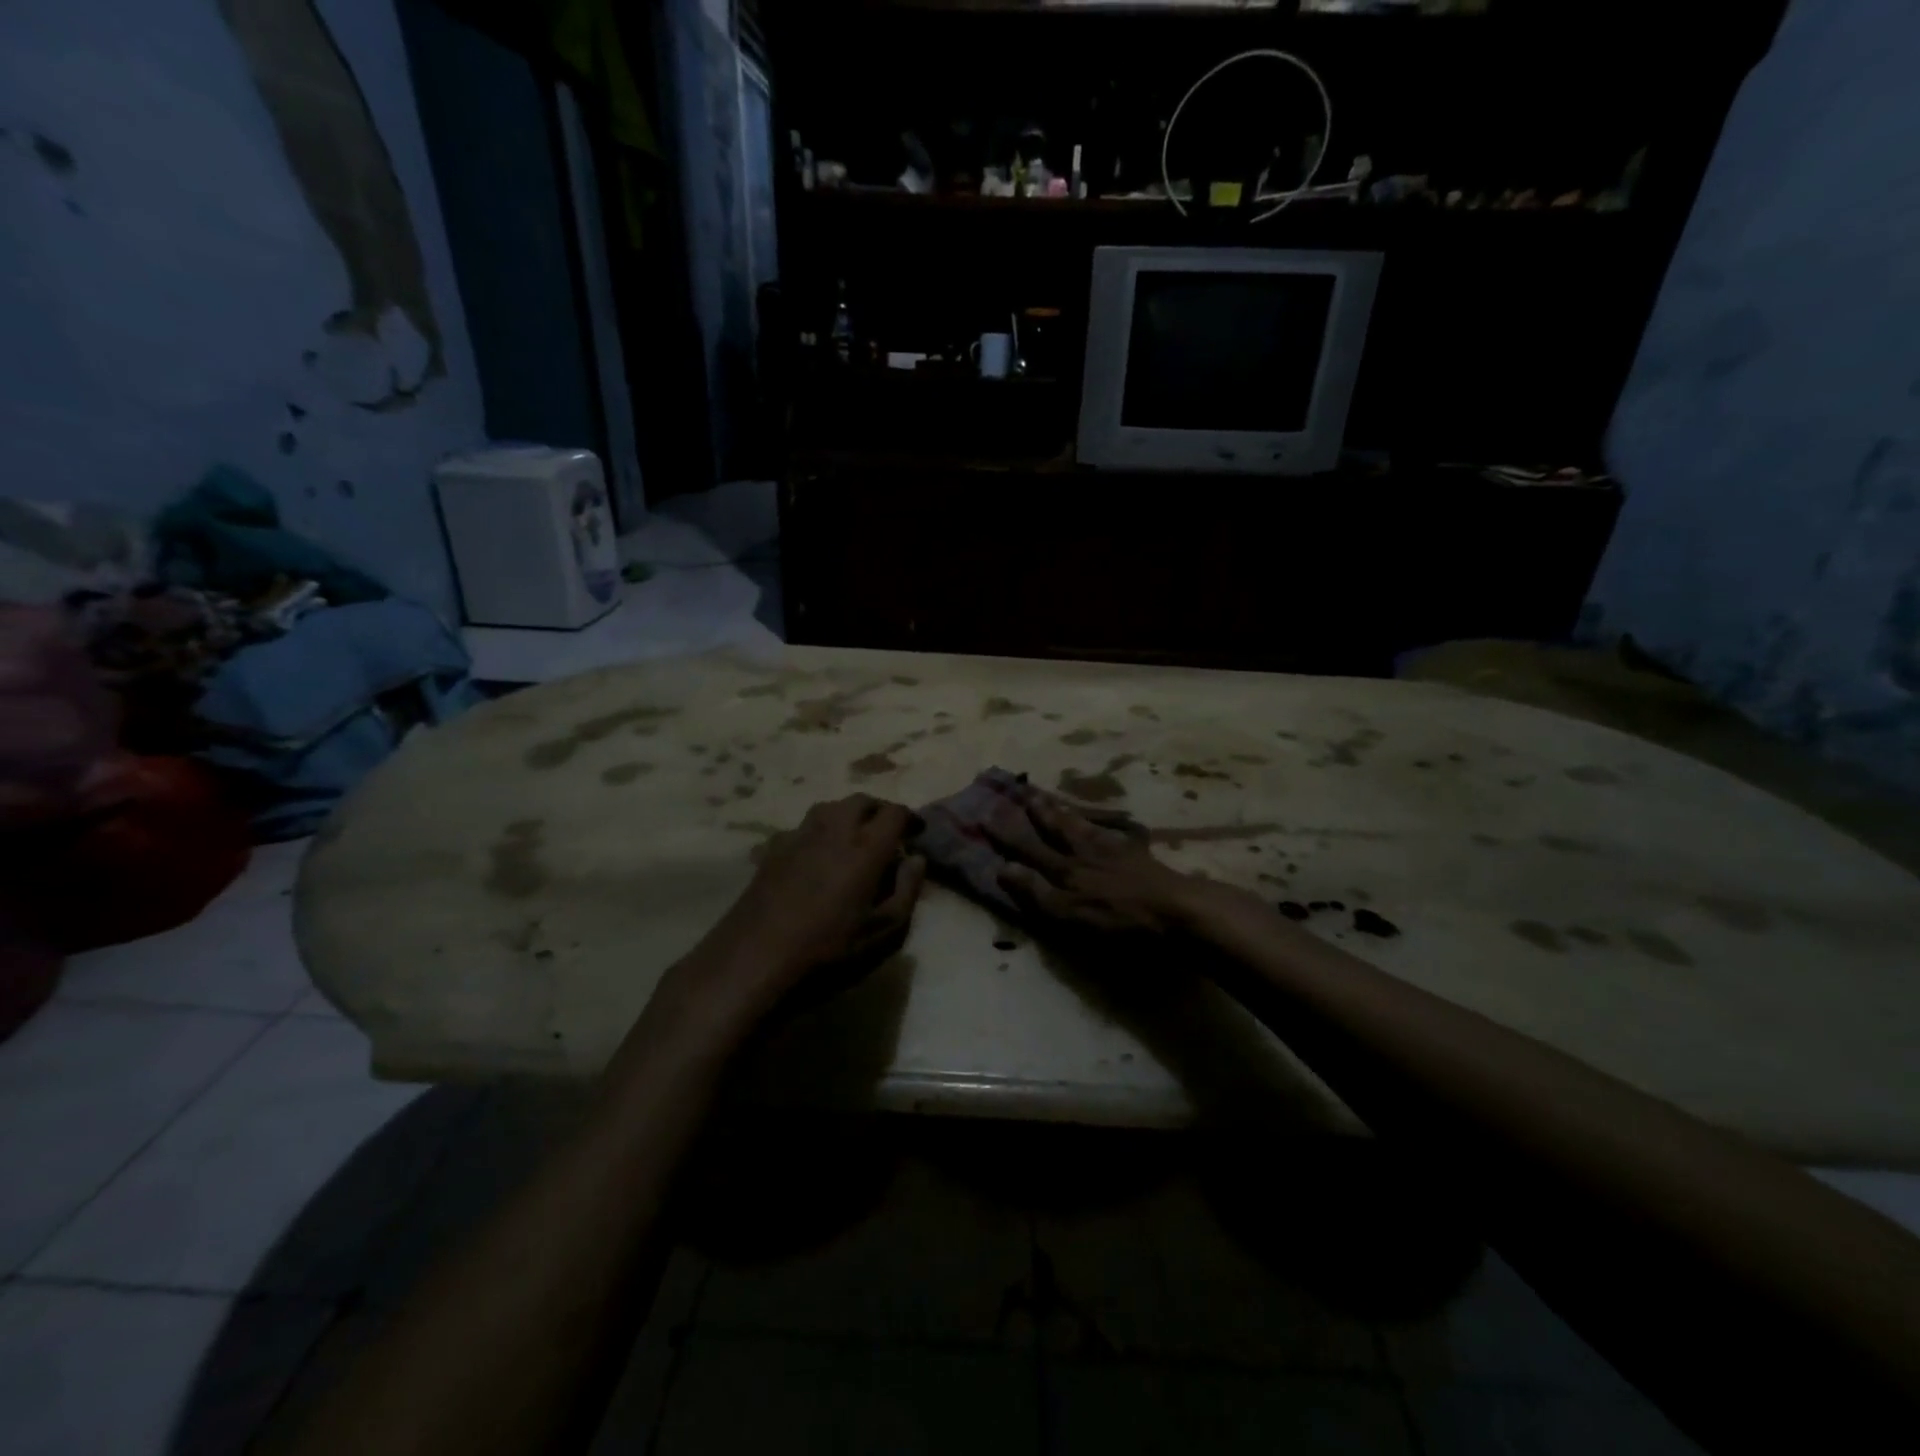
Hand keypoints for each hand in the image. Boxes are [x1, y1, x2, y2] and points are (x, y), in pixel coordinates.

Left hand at [691, 795, 925, 1023]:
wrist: (753, 961)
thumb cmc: (829, 952)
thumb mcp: (884, 933)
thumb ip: (907, 891)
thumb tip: (916, 858)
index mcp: (866, 848)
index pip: (894, 813)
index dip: (910, 818)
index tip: (916, 832)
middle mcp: (833, 830)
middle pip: (860, 801)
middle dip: (878, 810)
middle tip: (887, 832)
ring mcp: (798, 837)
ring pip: (829, 808)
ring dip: (847, 815)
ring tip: (853, 839)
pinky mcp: (772, 851)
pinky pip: (802, 828)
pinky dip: (818, 833)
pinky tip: (815, 856)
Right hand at [987, 787, 1205, 940]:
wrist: (1177, 912)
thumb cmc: (1119, 922)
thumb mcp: (1068, 914)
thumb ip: (1036, 892)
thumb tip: (1002, 867)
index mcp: (1066, 871)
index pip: (1029, 849)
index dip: (1007, 835)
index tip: (986, 815)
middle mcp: (1085, 854)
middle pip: (1057, 830)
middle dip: (1037, 813)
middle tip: (1023, 793)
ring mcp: (1115, 852)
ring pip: (1083, 826)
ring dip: (1065, 812)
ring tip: (1052, 799)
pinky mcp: (1141, 857)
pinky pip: (1118, 834)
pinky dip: (1108, 825)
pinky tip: (1109, 822)